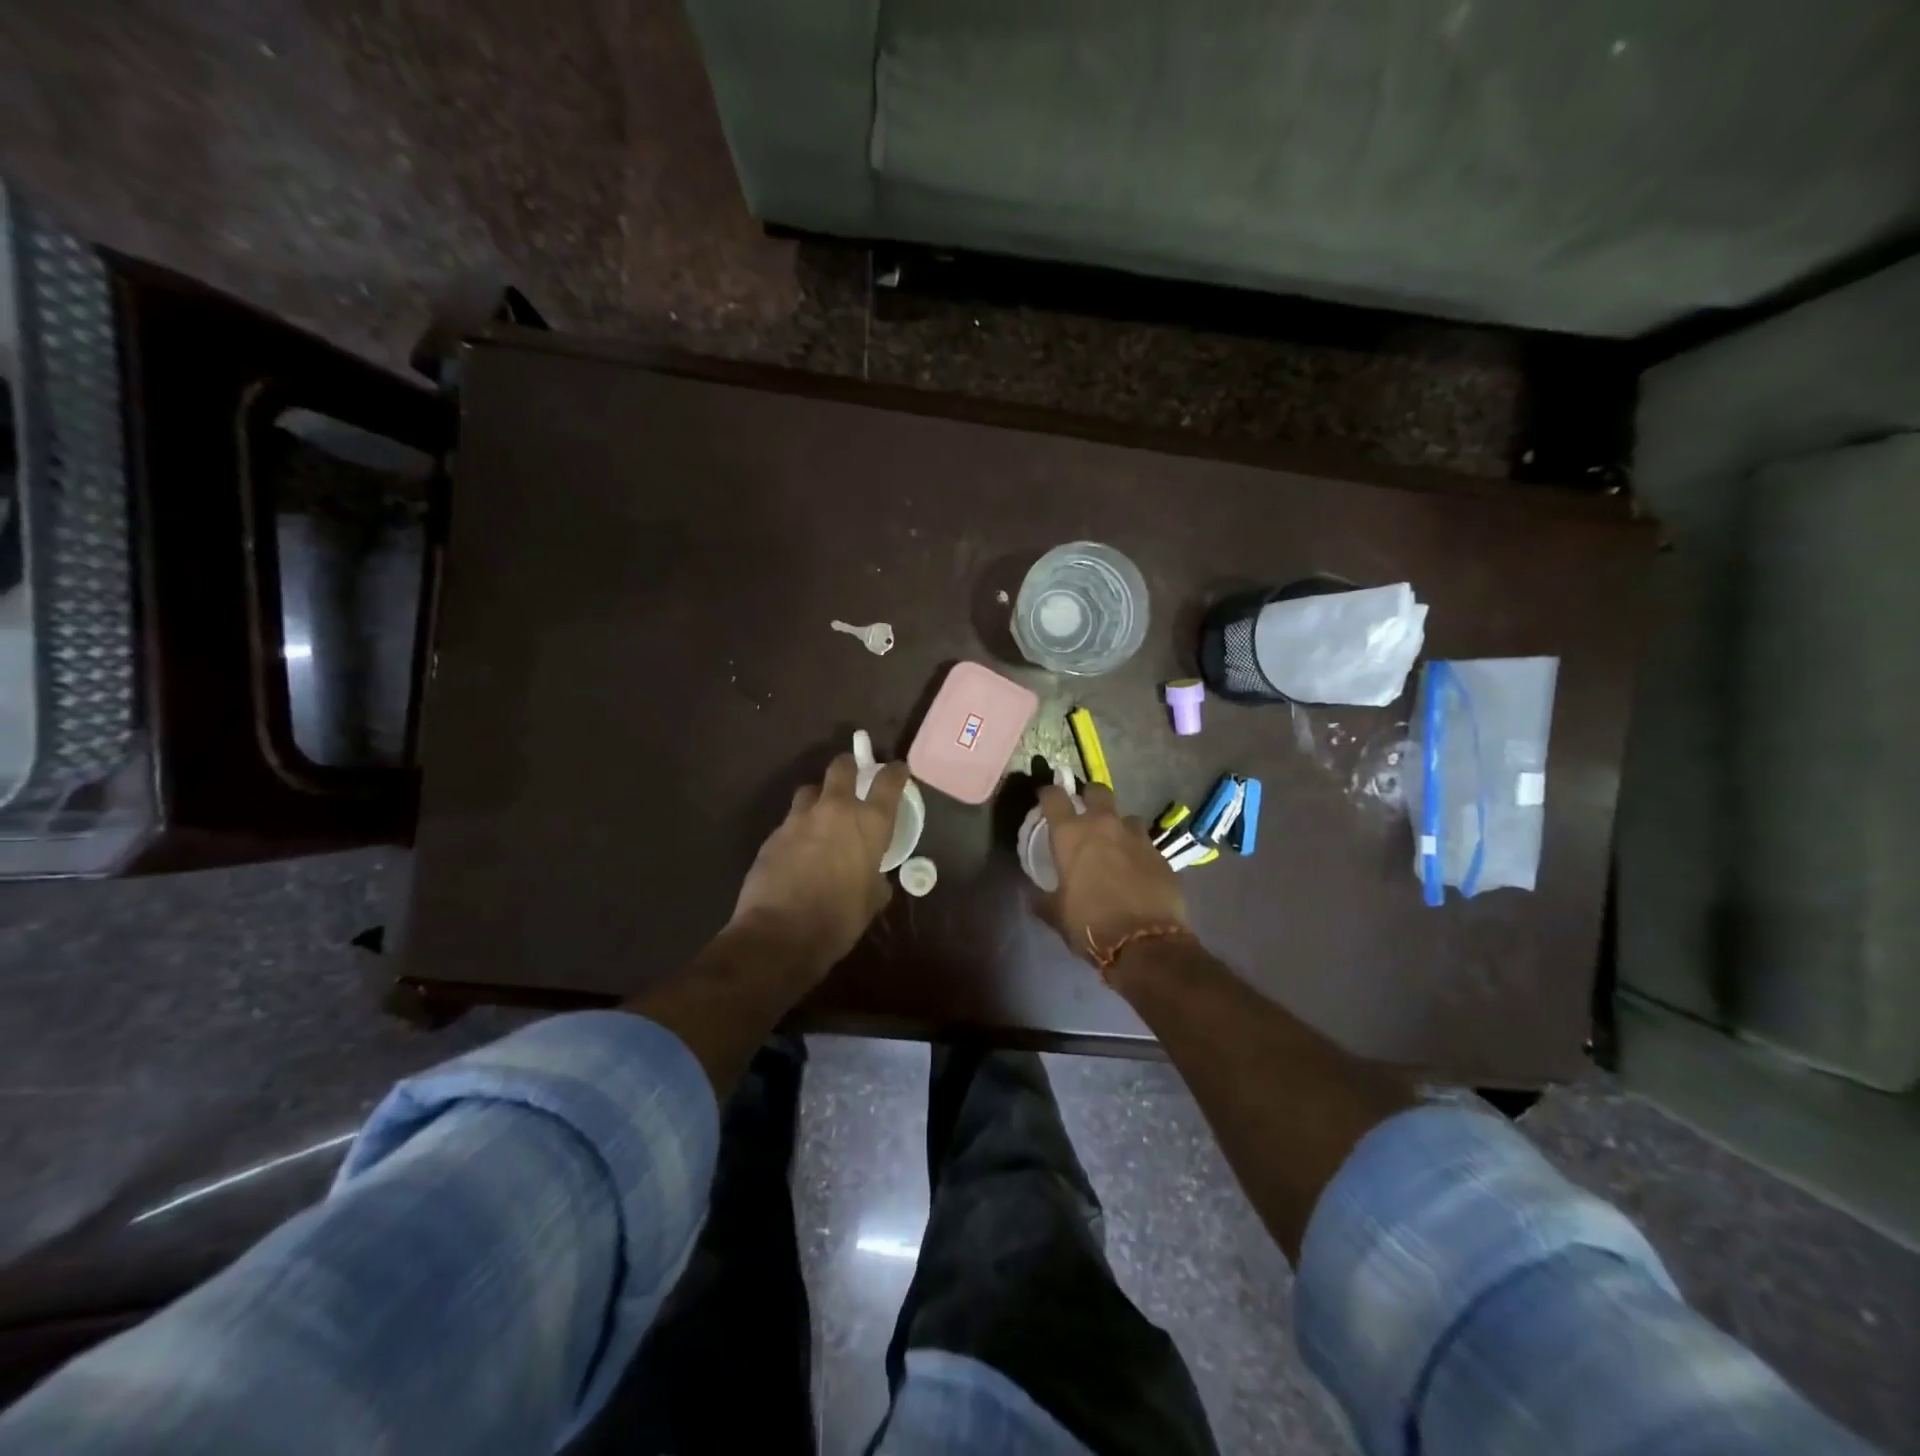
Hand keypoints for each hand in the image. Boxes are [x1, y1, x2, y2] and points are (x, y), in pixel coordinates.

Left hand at [729, 753, 909, 975]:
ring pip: (810, 790)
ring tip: (821, 815)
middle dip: (849, 766)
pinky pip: (791, 820)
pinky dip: (799, 828)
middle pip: (842, 767)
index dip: (895, 772)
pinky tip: (799, 849)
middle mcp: (835, 810)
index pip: (888, 781)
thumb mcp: (872, 899)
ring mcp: (799, 819)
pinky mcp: (773, 834)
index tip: (897, 770)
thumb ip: (875, 876)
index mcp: (870, 823)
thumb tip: (872, 875)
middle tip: (853, 776)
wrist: (780, 934)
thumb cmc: (839, 919)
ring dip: (819, 797)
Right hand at [1036, 782, 1187, 962]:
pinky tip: (1137, 871)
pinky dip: (1138, 852)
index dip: (1048, 793)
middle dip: (1090, 797)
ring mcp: (1137, 837)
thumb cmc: (1090, 923)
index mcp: (1071, 834)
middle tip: (1085, 813)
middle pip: (1097, 791)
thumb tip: (1036, 897)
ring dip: (1119, 827)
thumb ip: (1044, 899)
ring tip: (1116, 846)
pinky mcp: (1161, 855)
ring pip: (1127, 817)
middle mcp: (1104, 825)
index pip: (1054, 797)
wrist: (1145, 942)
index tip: (1046, 797)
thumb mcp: (1057, 914)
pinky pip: (1146, 844)